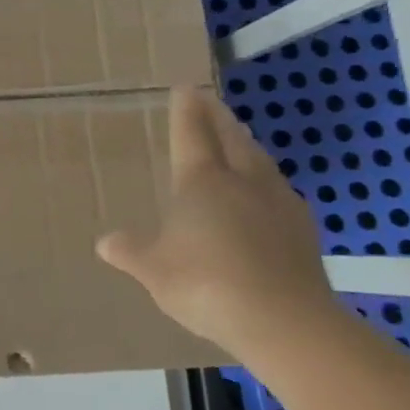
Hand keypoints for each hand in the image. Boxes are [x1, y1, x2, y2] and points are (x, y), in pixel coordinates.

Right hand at [96, 86, 337, 357]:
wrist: (286, 322)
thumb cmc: (206, 284)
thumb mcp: (154, 270)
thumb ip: (131, 252)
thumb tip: (106, 242)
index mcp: (201, 182)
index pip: (191, 134)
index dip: (186, 110)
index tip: (185, 88)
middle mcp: (242, 182)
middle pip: (232, 139)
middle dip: (219, 118)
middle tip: (211, 101)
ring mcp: (278, 204)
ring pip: (260, 161)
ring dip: (246, 145)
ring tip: (239, 139)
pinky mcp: (303, 231)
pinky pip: (278, 191)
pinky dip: (265, 180)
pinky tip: (265, 193)